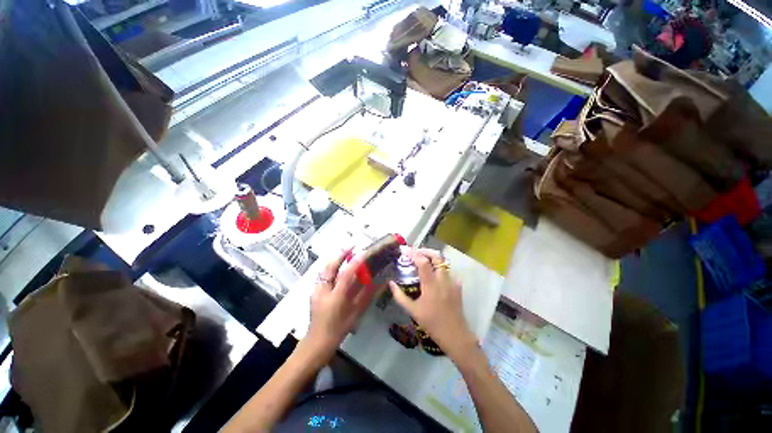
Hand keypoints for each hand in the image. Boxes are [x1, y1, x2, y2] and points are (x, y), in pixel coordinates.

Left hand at [304, 248, 376, 359]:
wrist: (317, 342)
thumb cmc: (339, 329)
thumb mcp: (355, 313)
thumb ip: (366, 296)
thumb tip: (379, 283)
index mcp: (334, 298)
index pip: (345, 275)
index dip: (354, 262)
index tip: (363, 252)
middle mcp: (323, 290)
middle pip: (329, 267)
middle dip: (340, 254)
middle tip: (351, 245)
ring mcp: (316, 290)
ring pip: (324, 269)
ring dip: (335, 258)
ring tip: (345, 252)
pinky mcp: (314, 291)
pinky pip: (322, 274)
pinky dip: (330, 266)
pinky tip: (338, 265)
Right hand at [388, 248, 476, 358]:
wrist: (455, 334)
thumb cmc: (431, 323)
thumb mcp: (413, 311)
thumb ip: (400, 296)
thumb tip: (390, 283)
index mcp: (431, 284)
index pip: (423, 262)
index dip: (414, 254)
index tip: (406, 251)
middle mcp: (443, 279)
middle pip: (436, 257)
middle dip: (425, 251)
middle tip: (416, 253)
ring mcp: (452, 282)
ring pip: (443, 263)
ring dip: (433, 259)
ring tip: (423, 261)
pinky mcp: (457, 287)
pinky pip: (448, 272)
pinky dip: (440, 269)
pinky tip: (434, 276)